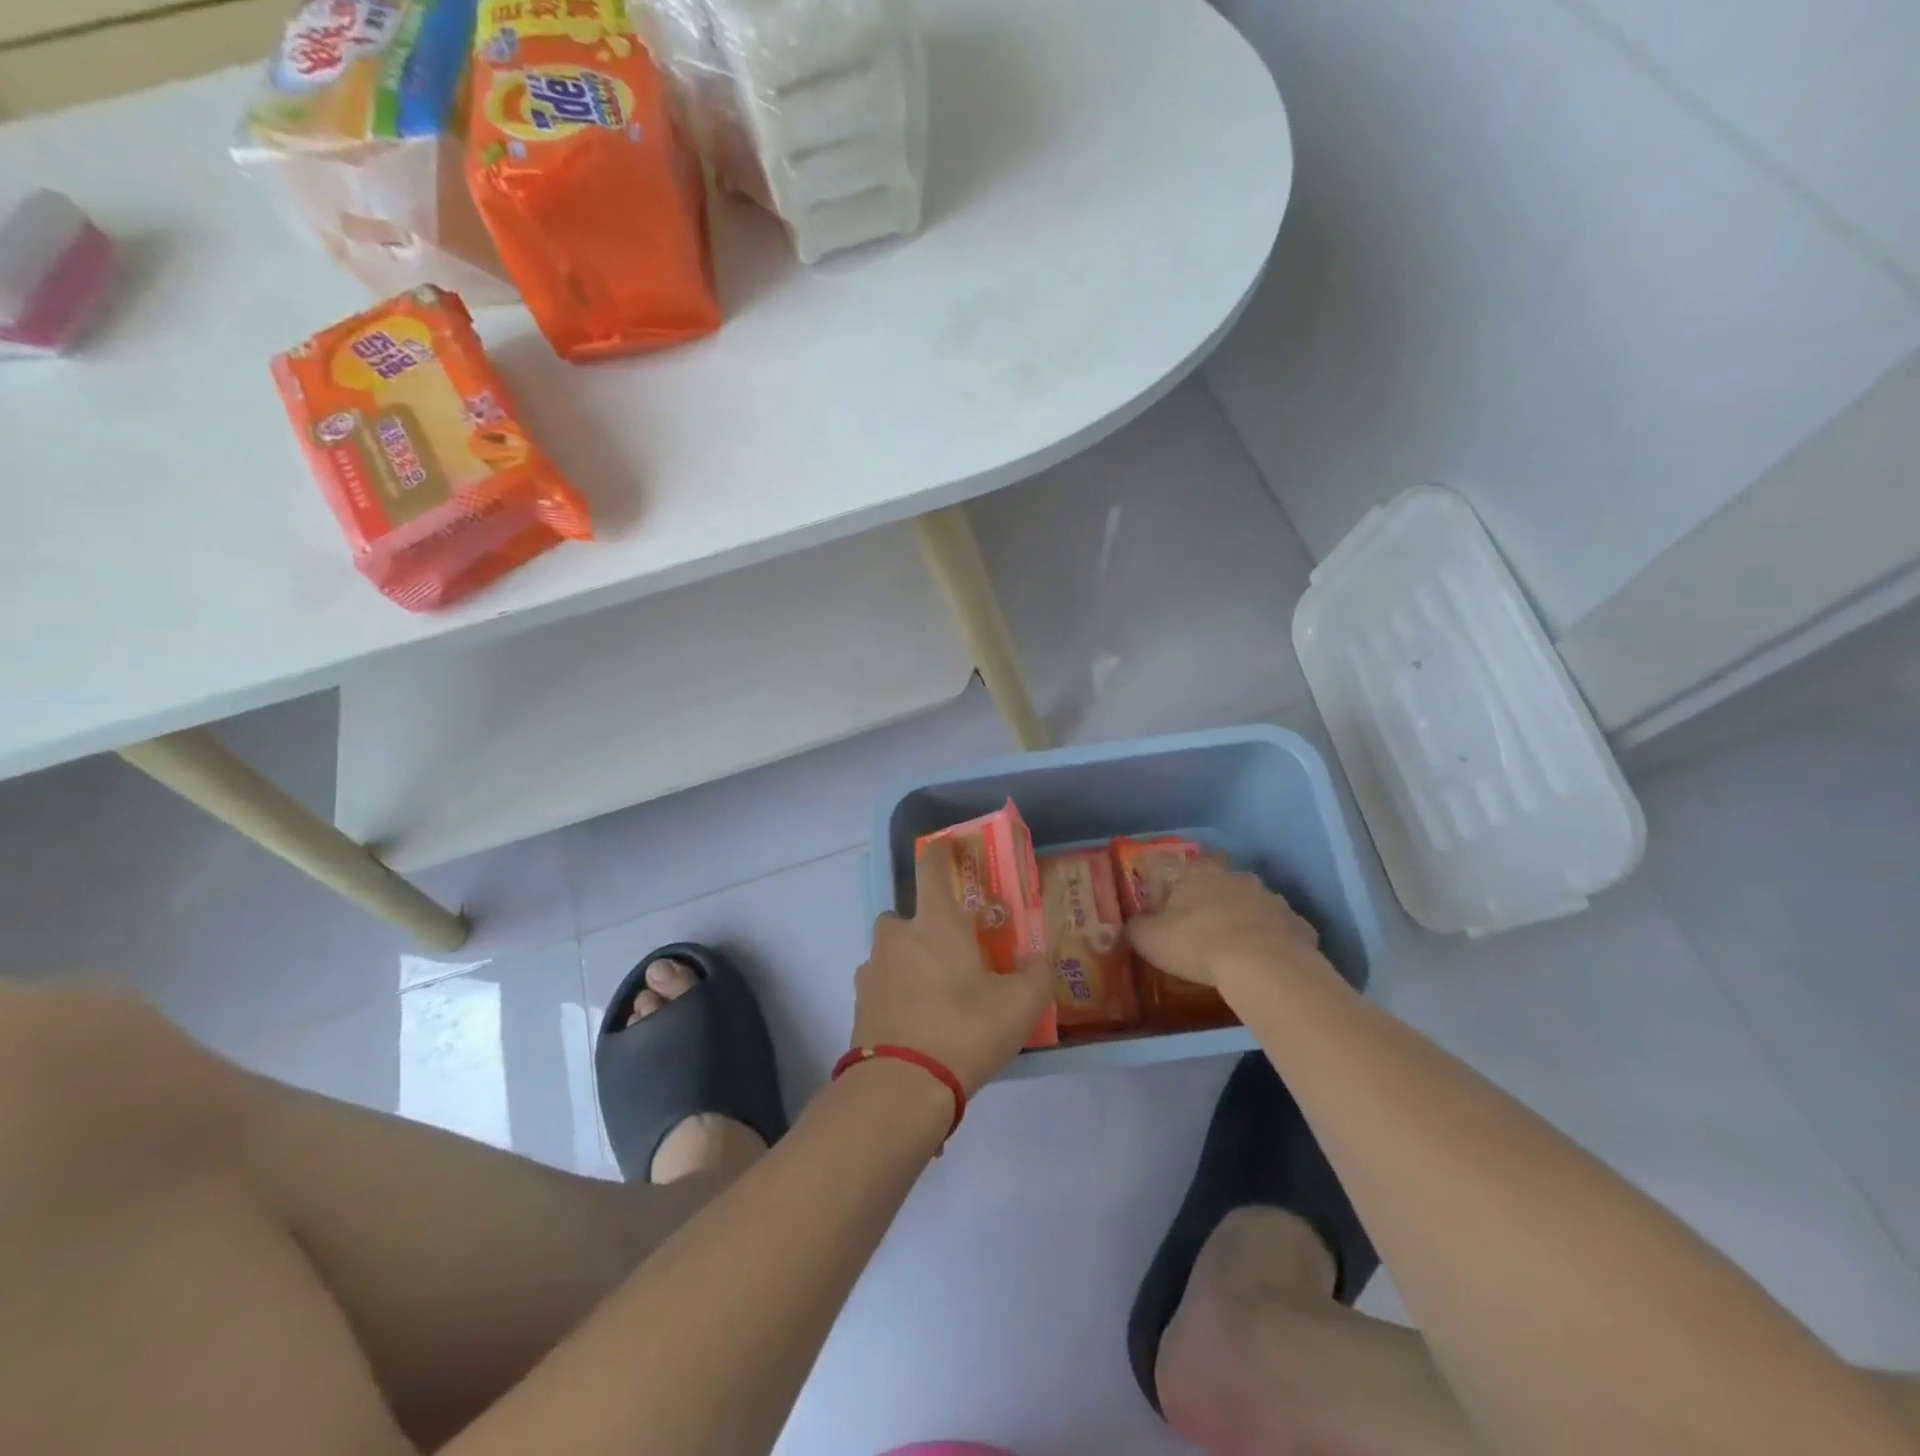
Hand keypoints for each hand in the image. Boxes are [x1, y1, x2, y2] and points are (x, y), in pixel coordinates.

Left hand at [852, 842, 1053, 1095]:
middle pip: (903, 916)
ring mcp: (871, 971)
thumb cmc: (965, 1029)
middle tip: (949, 952)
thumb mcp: (1019, 1005)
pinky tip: (917, 1023)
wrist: (901, 1087)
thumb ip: (1035, 976)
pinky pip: (881, 987)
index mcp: (935, 923)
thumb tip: (1039, 961)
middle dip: (922, 926)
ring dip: (907, 963)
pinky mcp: (859, 1006)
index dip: (939, 853)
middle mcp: (897, 937)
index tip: (945, 845)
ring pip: (890, 954)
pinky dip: (896, 995)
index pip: (931, 869)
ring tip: (935, 995)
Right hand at [1127, 858, 1328, 996]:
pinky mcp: (1299, 927)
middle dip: (1220, 899)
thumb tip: (1132, 926)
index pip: (1193, 864)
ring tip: (1237, 950)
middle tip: (1207, 926)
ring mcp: (1274, 900)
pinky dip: (1274, 943)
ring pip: (1257, 905)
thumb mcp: (1150, 939)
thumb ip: (1137, 929)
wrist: (1263, 967)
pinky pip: (1282, 932)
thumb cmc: (1197, 943)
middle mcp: (1239, 878)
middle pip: (1228, 882)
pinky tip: (1266, 965)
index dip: (1186, 882)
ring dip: (1248, 920)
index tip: (1178, 904)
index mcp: (1201, 873)